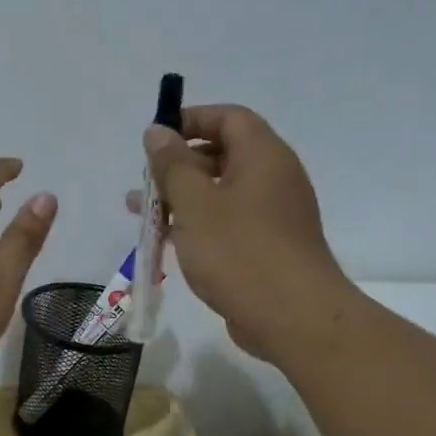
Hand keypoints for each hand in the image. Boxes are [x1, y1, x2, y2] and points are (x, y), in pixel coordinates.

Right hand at [140, 105, 351, 361]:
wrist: (293, 317)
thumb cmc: (239, 252)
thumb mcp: (195, 203)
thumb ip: (172, 165)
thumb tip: (157, 132)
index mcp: (263, 156)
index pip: (228, 117)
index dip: (190, 120)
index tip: (155, 138)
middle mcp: (274, 177)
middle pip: (223, 154)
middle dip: (179, 165)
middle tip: (145, 183)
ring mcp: (274, 214)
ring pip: (222, 193)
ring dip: (182, 199)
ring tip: (143, 214)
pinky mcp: (269, 246)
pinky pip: (229, 222)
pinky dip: (199, 224)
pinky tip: (170, 243)